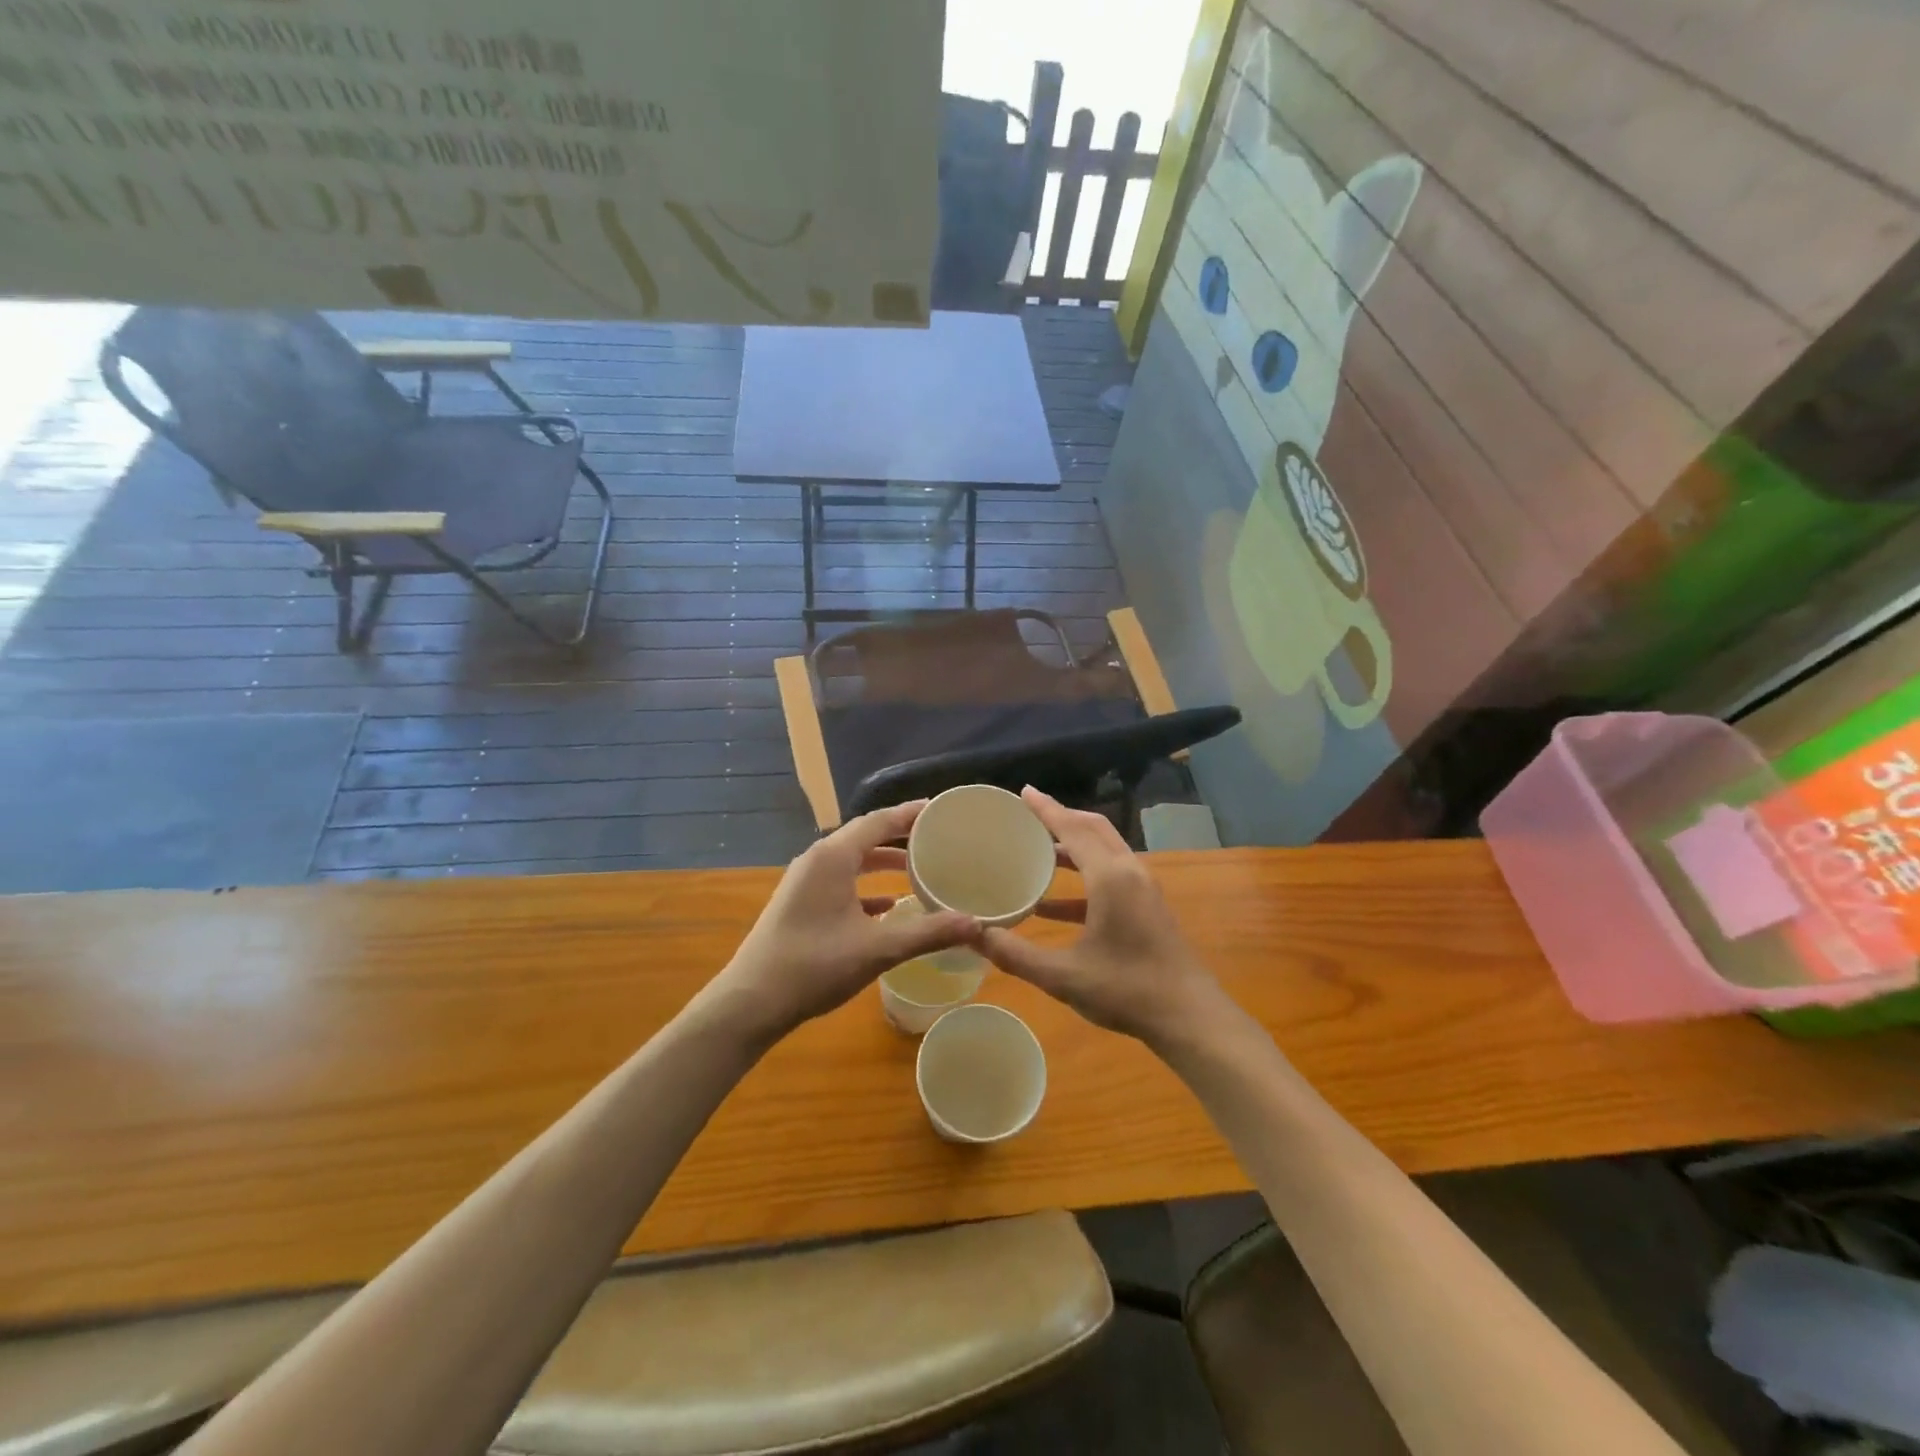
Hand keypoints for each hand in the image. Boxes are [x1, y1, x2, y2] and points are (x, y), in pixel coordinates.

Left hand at [704, 801, 979, 1042]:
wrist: (751, 1002)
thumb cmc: (813, 966)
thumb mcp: (877, 949)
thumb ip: (927, 933)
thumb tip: (977, 924)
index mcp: (833, 857)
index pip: (878, 821)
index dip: (910, 814)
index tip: (940, 810)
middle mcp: (817, 860)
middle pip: (865, 836)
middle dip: (900, 835)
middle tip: (936, 837)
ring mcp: (805, 882)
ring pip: (852, 860)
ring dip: (883, 862)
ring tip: (919, 869)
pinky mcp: (800, 903)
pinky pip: (841, 882)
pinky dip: (867, 887)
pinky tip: (889, 906)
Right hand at [979, 788, 1226, 1045]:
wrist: (1189, 1017)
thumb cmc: (1125, 990)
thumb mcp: (1062, 975)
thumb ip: (1014, 954)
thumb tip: (972, 934)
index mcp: (1110, 877)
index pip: (1073, 828)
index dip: (1046, 809)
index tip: (1023, 792)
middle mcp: (1129, 872)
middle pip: (1092, 829)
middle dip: (1061, 818)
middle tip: (1027, 816)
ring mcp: (1143, 888)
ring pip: (1104, 851)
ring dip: (1072, 847)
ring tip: (1036, 853)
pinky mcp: (1148, 906)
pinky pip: (1111, 876)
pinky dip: (1083, 878)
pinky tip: (1052, 906)